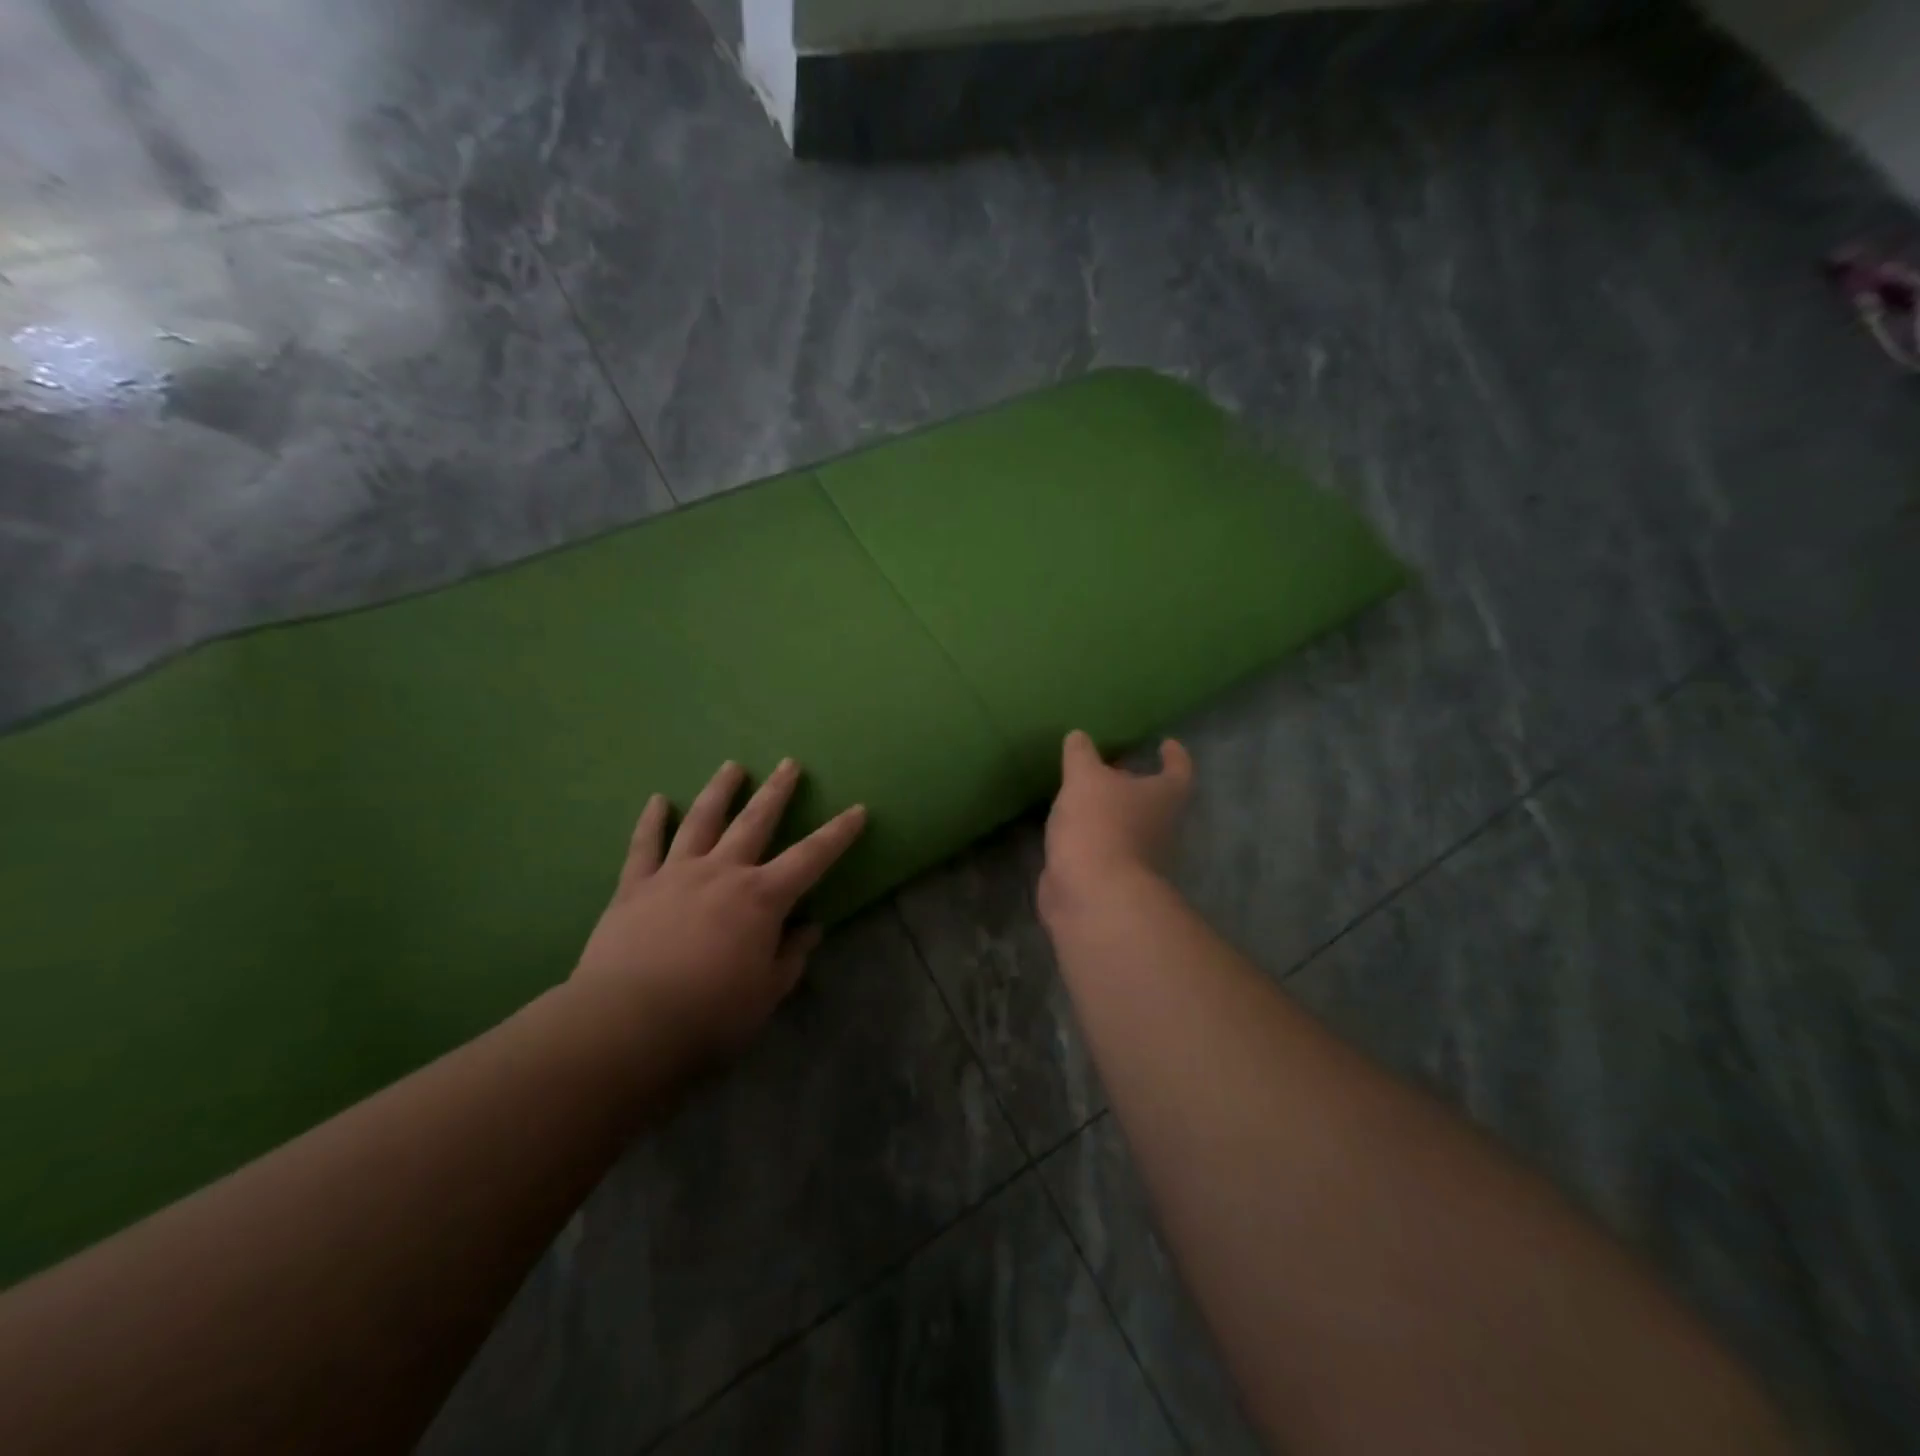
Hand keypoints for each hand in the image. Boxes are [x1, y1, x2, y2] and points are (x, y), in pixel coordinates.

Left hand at [570, 758, 866, 1065]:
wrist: (627, 1025)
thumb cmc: (709, 1015)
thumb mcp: (766, 993)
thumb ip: (791, 956)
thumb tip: (809, 928)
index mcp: (762, 898)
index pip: (811, 857)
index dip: (838, 833)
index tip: (858, 810)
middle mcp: (722, 872)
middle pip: (755, 821)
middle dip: (777, 791)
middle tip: (788, 763)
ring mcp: (675, 874)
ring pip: (702, 820)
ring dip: (720, 791)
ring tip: (732, 766)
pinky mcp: (634, 887)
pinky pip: (644, 845)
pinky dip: (652, 821)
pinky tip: (659, 800)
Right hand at [1039, 730, 1192, 925]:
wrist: (1092, 893)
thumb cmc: (1099, 825)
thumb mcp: (1084, 778)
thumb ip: (1081, 755)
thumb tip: (1079, 737)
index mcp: (1164, 797)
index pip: (1179, 770)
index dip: (1175, 756)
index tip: (1165, 744)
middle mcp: (1160, 827)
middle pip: (1154, 801)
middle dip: (1135, 784)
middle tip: (1111, 768)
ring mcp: (1139, 856)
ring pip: (1129, 826)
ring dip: (1112, 812)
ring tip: (1086, 795)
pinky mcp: (1113, 878)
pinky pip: (1105, 848)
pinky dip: (1092, 836)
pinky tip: (1070, 826)